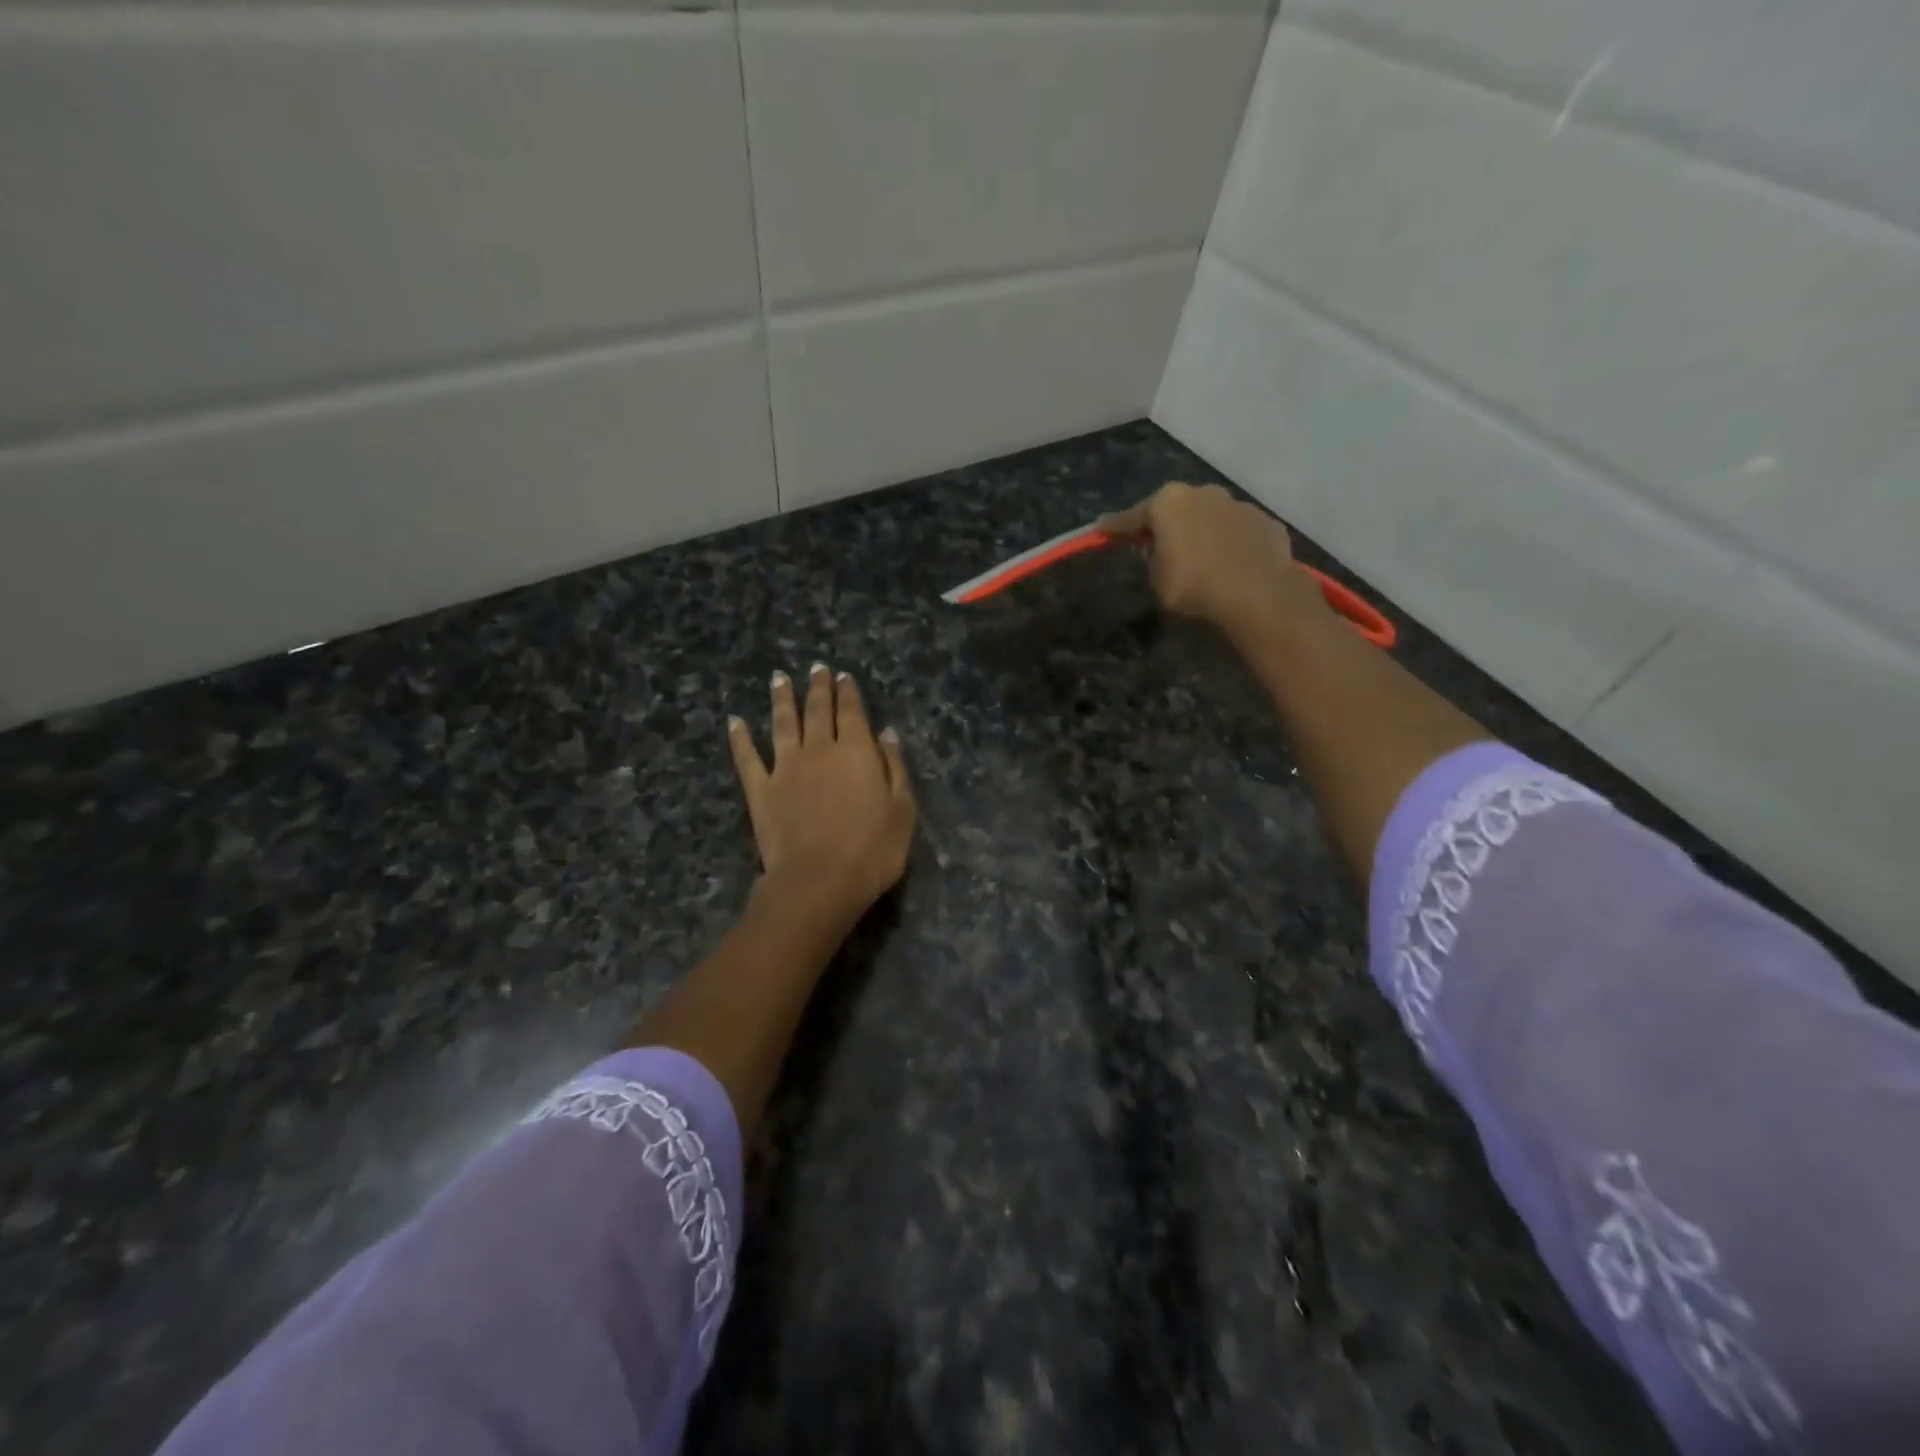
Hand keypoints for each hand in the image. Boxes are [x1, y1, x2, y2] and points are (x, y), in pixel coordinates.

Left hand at [728, 664, 916, 928]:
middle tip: (816, 667)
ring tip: (779, 678)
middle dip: (818, 687)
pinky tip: (734, 722)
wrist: (818, 881)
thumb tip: (887, 733)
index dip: (848, 692)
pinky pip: (747, 757)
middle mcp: (818, 749)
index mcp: (855, 751)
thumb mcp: (902, 810)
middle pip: (817, 710)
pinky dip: (740, 738)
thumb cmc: (871, 850)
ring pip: (782, 723)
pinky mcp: (760, 790)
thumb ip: (895, 768)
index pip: (851, 712)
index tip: (843, 675)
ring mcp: (785, 767)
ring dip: (781, 699)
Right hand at [1098, 482, 1326, 638]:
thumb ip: (1154, 559)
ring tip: (1203, 560)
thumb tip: (1162, 551)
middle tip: (1160, 548)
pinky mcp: (1265, 522)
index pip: (1132, 517)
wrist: (1257, 593)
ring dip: (1203, 533)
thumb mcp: (1157, 579)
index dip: (1115, 528)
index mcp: (1168, 503)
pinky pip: (1239, 532)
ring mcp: (1238, 504)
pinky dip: (1232, 544)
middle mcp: (1202, 493)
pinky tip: (1232, 566)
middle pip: (1176, 509)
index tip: (1102, 530)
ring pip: (1211, 517)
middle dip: (1167, 525)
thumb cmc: (1194, 585)